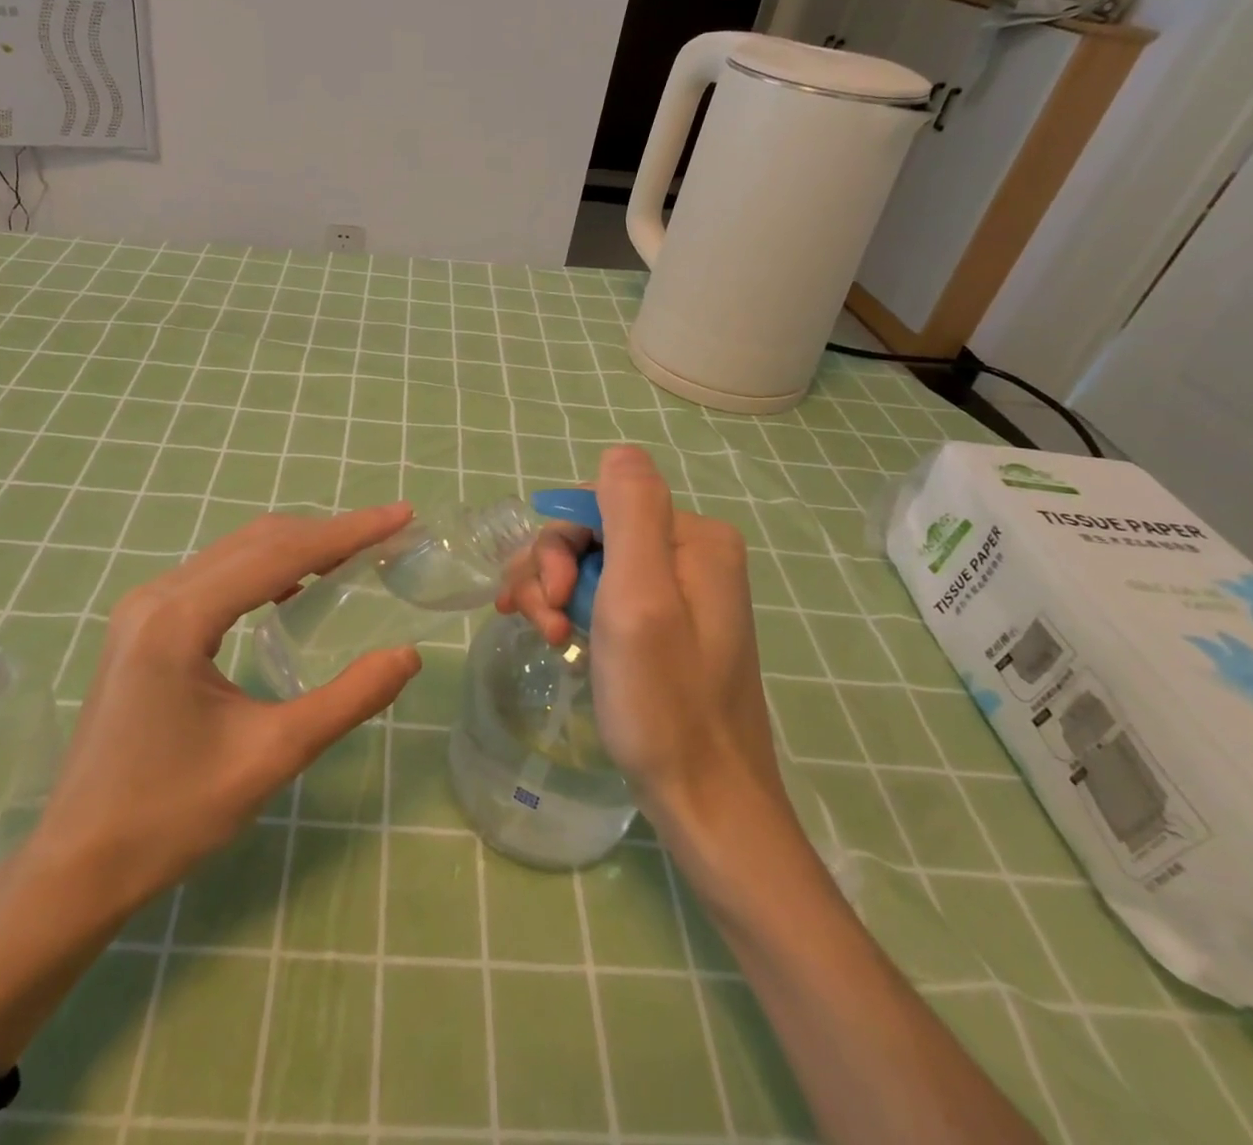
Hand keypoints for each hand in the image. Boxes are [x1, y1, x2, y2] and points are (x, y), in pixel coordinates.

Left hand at [27, 503, 422, 915]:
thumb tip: (409, 655)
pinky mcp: (142, 627)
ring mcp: (143, 608)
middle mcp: (156, 596)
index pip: (280, 554)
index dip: (348, 532)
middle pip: (257, 543)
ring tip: (353, 557)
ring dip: (296, 549)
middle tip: (387, 536)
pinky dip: (264, 572)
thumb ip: (348, 699)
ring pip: (235, 555)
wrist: (76, 866)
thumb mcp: (271, 756)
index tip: (401, 515)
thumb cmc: (171, 815)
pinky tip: (294, 591)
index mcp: (180, 618)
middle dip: (327, 534)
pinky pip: (215, 578)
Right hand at [501, 447, 782, 817]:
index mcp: (693, 538)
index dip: (559, 546)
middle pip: (591, 534)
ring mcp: (677, 592)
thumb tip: (619, 450)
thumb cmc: (665, 702)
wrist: (705, 802)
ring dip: (555, 596)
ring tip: (550, 642)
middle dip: (553, 574)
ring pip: (590, 565)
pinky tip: (560, 642)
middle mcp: (689, 554)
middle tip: (547, 629)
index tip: (550, 601)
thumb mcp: (641, 600)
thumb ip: (632, 513)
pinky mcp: (664, 625)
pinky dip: (572, 612)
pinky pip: (603, 595)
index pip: (598, 505)